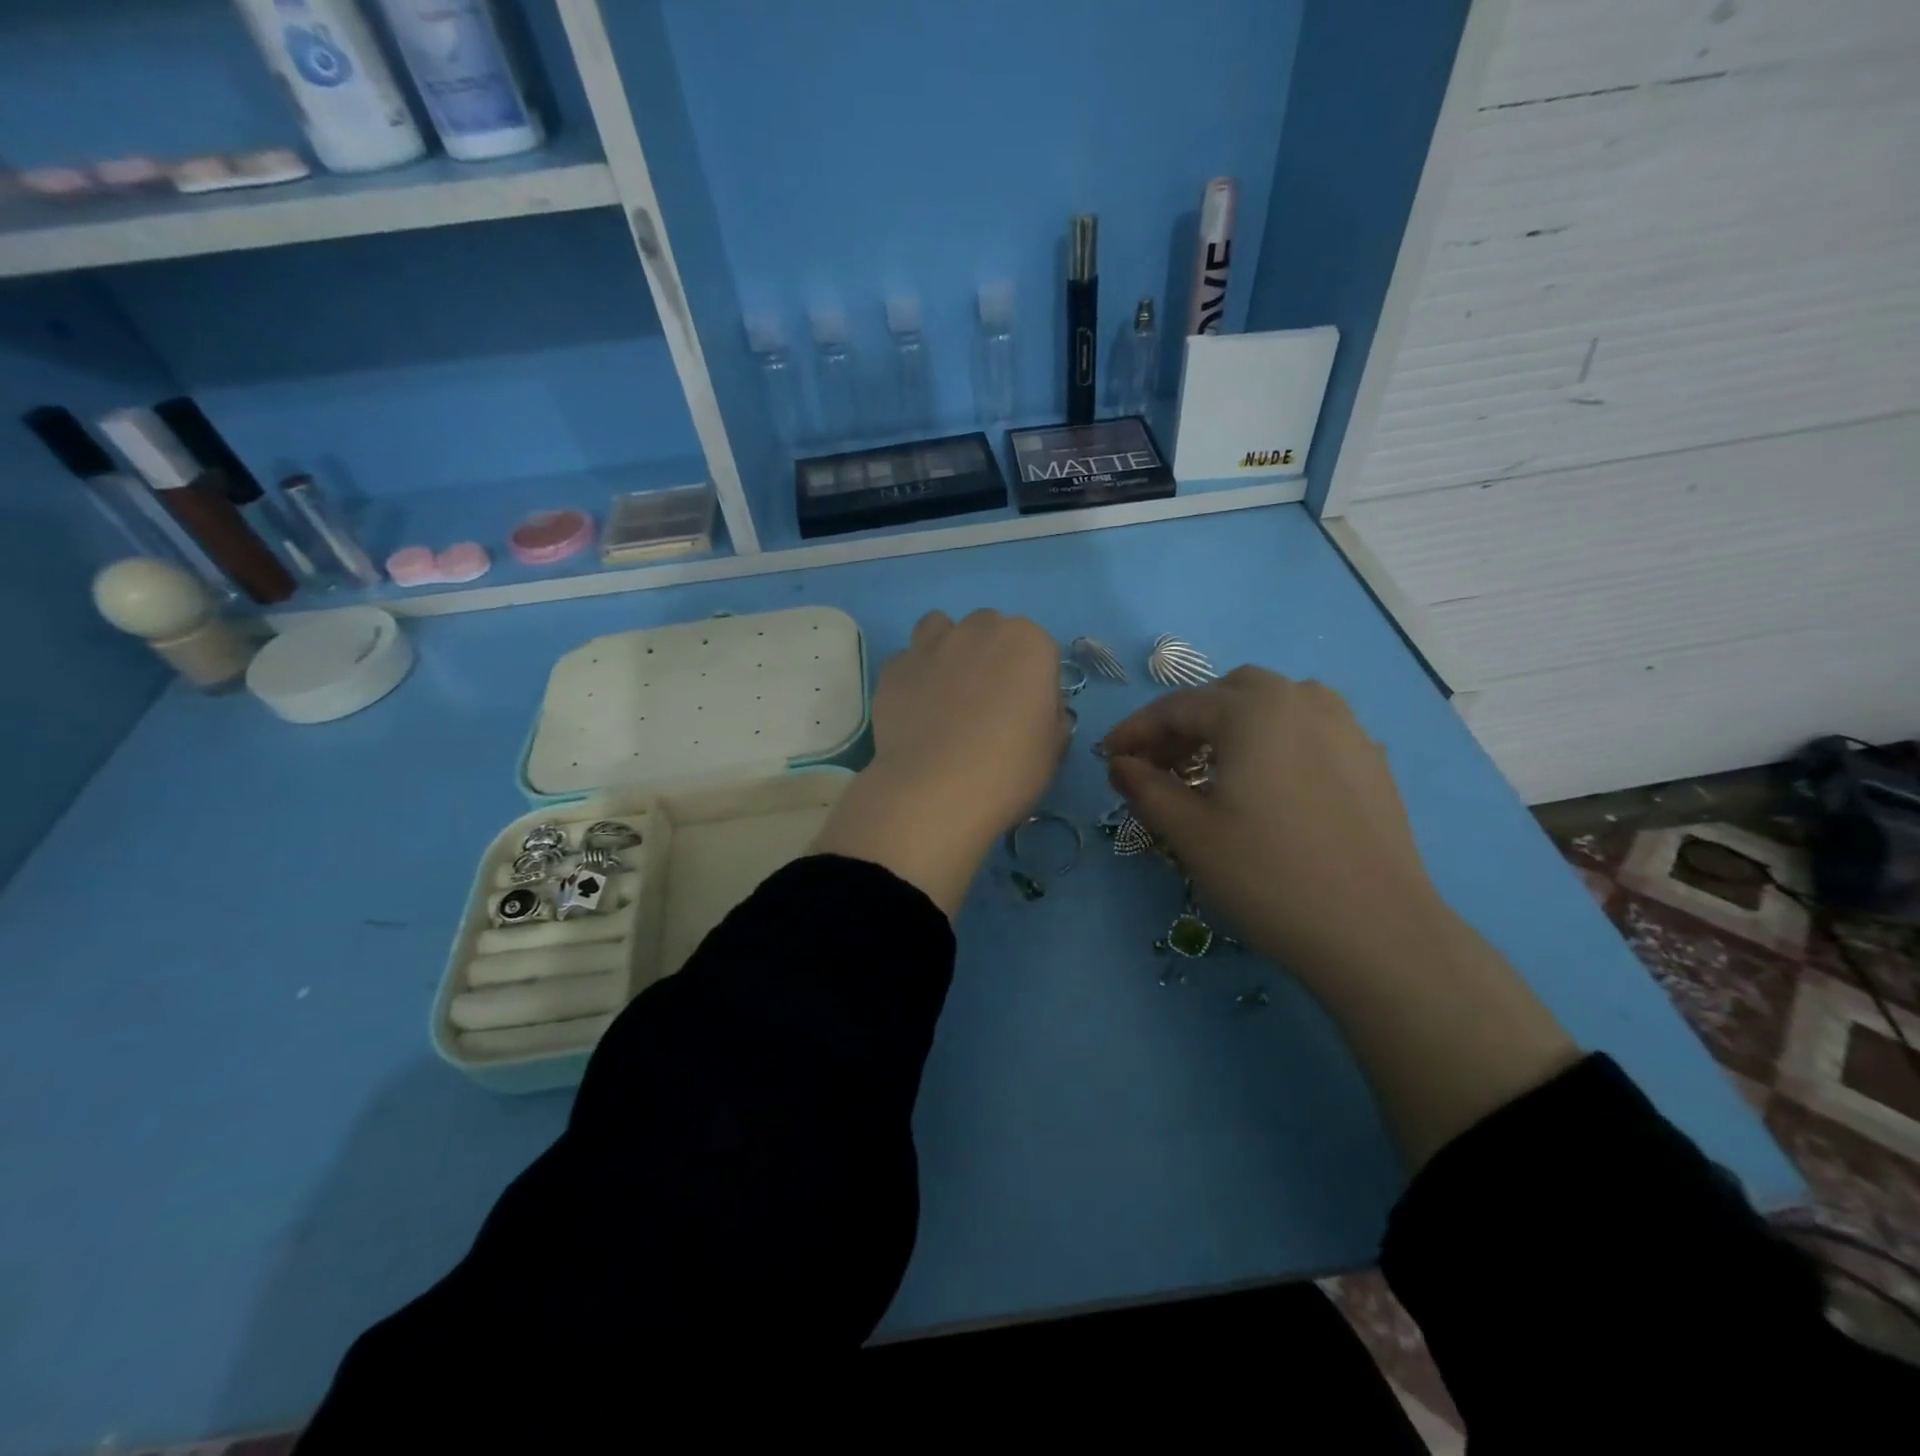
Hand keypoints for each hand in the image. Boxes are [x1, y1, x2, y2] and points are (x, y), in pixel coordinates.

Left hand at [812, 610, 1065, 915]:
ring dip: (946, 649)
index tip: (1026, 712)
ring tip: (945, 692)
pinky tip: (914, 711)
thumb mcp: (1054, 748)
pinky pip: (906, 662)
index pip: (1038, 648)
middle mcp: (979, 630)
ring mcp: (931, 645)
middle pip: (988, 630)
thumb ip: (1050, 715)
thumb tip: (1038, 709)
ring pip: (940, 629)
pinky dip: (912, 678)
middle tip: (985, 702)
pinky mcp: (894, 668)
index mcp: (1029, 642)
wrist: (936, 792)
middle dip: (989, 656)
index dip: (1032, 680)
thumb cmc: (1010, 770)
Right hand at [1103, 668, 1440, 980]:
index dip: (1135, 731)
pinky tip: (1265, 785)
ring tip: (1211, 770)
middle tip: (1159, 765)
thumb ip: (1145, 787)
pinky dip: (1271, 741)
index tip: (1108, 757)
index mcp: (1253, 709)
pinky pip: (1307, 730)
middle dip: (1184, 723)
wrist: (1376, 933)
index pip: (1177, 707)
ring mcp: (1345, 727)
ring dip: (1230, 726)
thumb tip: (1120, 764)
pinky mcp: (1370, 760)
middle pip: (1226, 695)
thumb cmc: (1268, 876)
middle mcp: (1301, 700)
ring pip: (1271, 706)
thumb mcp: (1190, 832)